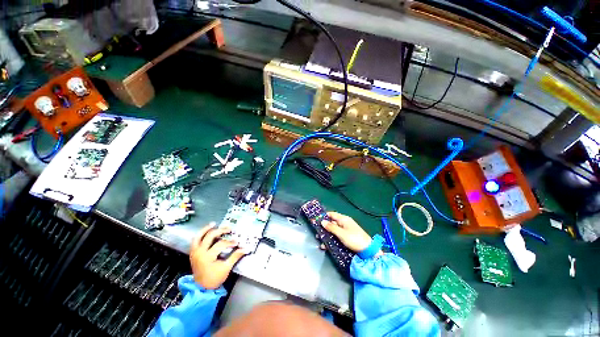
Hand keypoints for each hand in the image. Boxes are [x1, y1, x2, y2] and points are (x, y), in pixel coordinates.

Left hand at [189, 223, 247, 288]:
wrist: (201, 288)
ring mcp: (195, 252)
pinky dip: (200, 234)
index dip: (230, 242)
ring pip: (199, 236)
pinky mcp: (193, 253)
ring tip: (214, 224)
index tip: (237, 242)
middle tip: (229, 229)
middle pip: (210, 236)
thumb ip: (235, 256)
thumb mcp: (226, 268)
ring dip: (206, 229)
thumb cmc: (214, 278)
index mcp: (207, 257)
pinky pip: (194, 240)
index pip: (220, 244)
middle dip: (220, 231)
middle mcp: (200, 252)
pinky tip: (206, 231)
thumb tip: (246, 248)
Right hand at [322, 212, 378, 254]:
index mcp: (344, 219)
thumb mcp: (341, 233)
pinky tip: (327, 246)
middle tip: (317, 234)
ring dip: (327, 236)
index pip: (332, 214)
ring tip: (321, 242)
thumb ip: (331, 227)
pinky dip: (332, 240)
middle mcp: (344, 223)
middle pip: (332, 223)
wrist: (368, 250)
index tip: (316, 220)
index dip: (324, 216)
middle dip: (324, 228)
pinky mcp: (347, 238)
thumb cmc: (354, 239)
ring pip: (334, 231)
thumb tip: (322, 221)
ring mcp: (346, 231)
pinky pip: (337, 237)